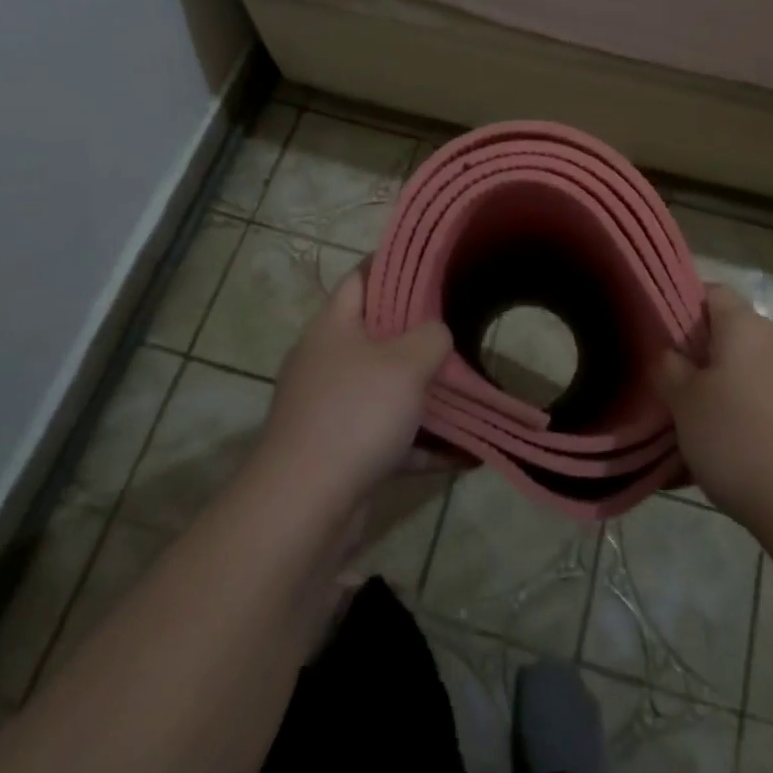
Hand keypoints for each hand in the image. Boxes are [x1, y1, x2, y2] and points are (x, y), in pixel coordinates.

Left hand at [256, 264, 451, 519]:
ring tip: (467, 389)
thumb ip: (431, 336)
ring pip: (384, 388)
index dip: (395, 266)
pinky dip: (420, 442)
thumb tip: (436, 334)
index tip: (432, 267)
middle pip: (376, 334)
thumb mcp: (407, 363)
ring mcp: (329, 408)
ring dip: (423, 393)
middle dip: (418, 334)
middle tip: (458, 328)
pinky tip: (462, 453)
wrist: (304, 506)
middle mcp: (326, 361)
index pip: (361, 277)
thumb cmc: (356, 414)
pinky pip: (387, 436)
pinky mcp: (338, 450)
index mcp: (333, 326)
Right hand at [656, 285, 772, 535]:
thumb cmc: (739, 440)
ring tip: (702, 430)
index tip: (664, 339)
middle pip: (733, 333)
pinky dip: (751, 414)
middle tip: (676, 390)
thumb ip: (669, 368)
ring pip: (752, 369)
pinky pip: (772, 400)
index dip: (683, 307)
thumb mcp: (684, 403)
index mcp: (746, 325)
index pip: (712, 292)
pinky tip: (735, 453)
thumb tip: (671, 354)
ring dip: (727, 389)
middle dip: (704, 356)